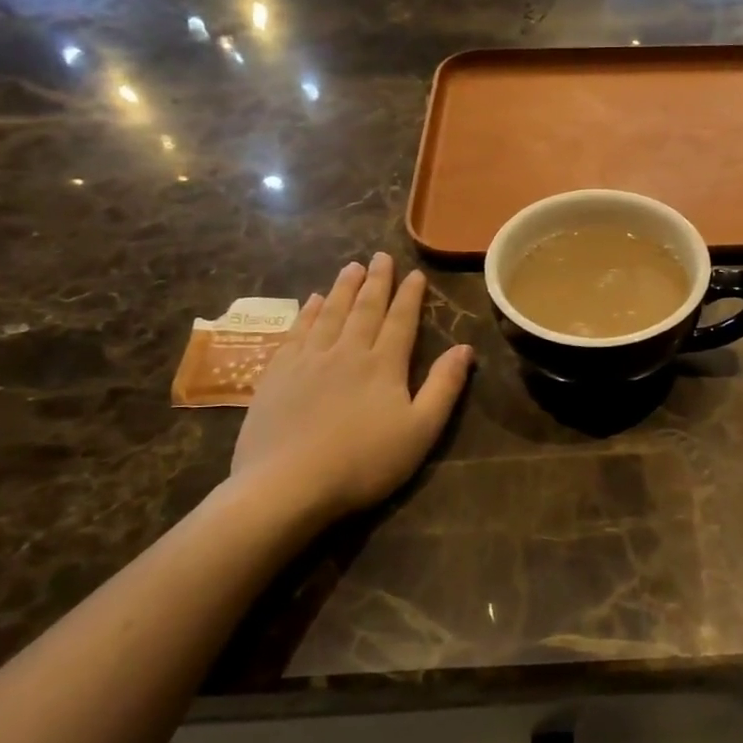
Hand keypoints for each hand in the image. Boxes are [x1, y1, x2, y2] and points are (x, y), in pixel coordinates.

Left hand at [228, 253, 471, 535]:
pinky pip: (297, 331)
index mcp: (383, 365)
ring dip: (342, 288)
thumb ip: (444, 387)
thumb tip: (464, 348)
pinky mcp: (277, 374)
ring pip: (330, 313)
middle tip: (380, 256)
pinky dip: (308, 312)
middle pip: (364, 309)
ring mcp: (308, 360)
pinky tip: (312, 301)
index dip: (410, 296)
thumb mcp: (420, 431)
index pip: (401, 320)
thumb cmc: (363, 463)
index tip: (415, 273)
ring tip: (350, 266)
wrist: (287, 485)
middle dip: (376, 282)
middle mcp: (346, 351)